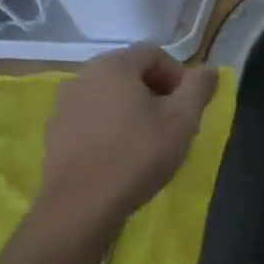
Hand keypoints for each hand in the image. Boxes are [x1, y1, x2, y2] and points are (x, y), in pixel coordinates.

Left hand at [34, 44, 218, 231]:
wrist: (79, 208)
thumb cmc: (136, 155)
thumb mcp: (183, 119)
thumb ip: (199, 87)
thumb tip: (209, 70)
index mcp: (114, 64)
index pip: (155, 54)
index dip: (178, 76)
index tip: (187, 106)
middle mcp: (83, 75)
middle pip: (130, 73)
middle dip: (155, 92)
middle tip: (171, 123)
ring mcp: (64, 105)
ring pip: (110, 96)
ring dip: (132, 110)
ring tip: (147, 141)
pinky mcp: (54, 134)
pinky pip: (91, 118)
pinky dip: (109, 127)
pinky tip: (120, 155)